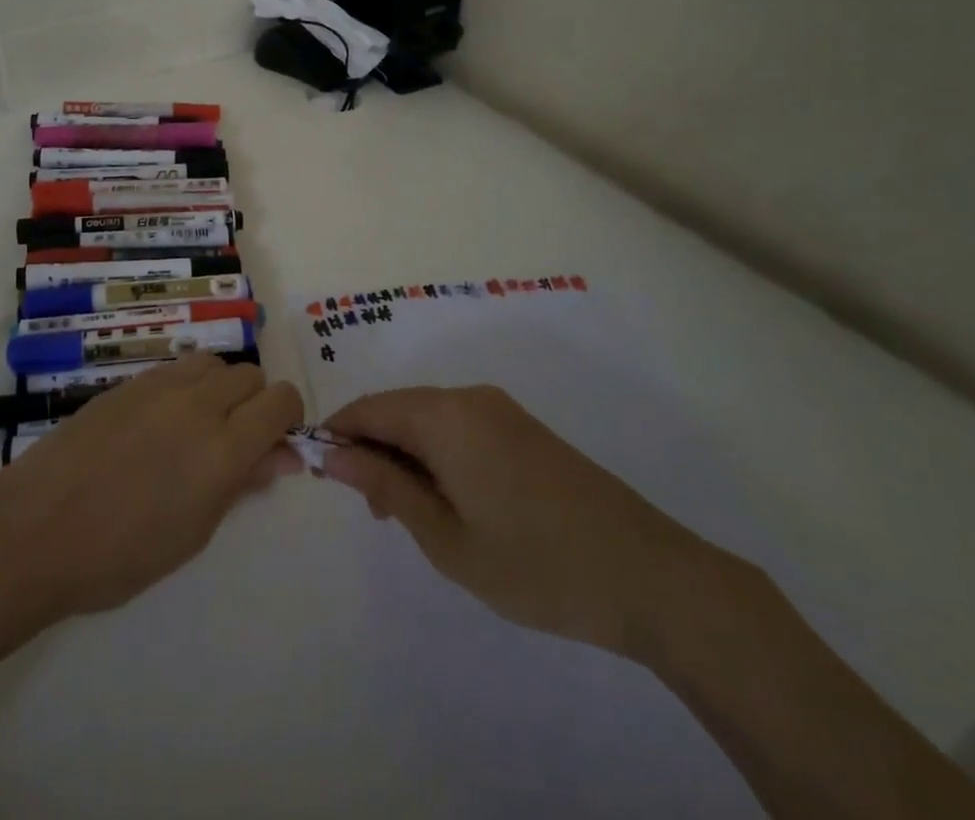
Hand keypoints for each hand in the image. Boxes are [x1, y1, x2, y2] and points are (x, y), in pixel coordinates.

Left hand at [0, 356, 303, 620]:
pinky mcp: (127, 382)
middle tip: (235, 442)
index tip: (277, 442)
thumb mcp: (193, 532)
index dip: (288, 417)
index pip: (280, 401)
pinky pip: (175, 369)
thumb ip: (240, 484)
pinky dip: (185, 386)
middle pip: (249, 375)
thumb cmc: (120, 554)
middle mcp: (197, 403)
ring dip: (219, 388)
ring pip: (212, 362)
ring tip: (197, 427)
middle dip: (255, 403)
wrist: (38, 528)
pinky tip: (159, 423)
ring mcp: (159, 386)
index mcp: (222, 447)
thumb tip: (278, 457)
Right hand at [322, 384, 719, 659]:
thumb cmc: (536, 563)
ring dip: (406, 455)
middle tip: (373, 510)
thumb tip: (332, 452)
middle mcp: (468, 397)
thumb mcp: (446, 537)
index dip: (338, 436)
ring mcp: (500, 410)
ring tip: (411, 515)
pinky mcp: (523, 429)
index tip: (323, 477)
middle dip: (372, 449)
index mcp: (444, 415)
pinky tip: (451, 501)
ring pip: (428, 419)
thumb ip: (385, 485)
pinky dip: (438, 455)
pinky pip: (459, 427)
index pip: (368, 408)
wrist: (651, 577)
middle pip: (397, 409)